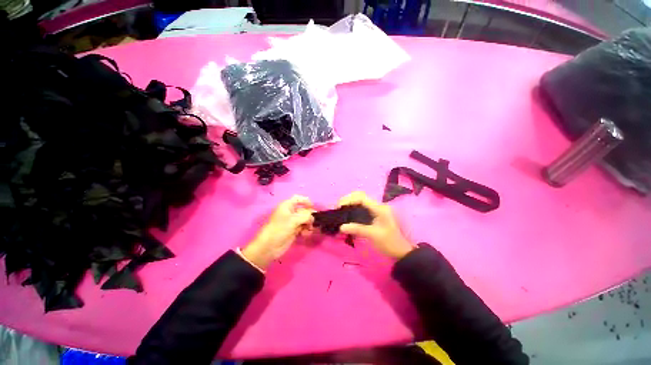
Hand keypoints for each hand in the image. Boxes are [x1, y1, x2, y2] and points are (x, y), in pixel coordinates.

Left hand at [242, 195, 314, 268]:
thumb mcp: (293, 220)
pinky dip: (306, 230)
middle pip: (303, 210)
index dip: (306, 201)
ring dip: (309, 224)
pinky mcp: (294, 231)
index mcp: (287, 206)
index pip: (298, 199)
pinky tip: (306, 234)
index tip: (313, 207)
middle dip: (309, 215)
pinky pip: (303, 227)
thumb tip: (313, 216)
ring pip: (305, 220)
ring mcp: (292, 222)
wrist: (270, 246)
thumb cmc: (280, 229)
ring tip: (309, 230)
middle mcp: (290, 212)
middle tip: (312, 222)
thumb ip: (306, 216)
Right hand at [338, 191, 414, 259]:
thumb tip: (341, 227)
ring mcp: (376, 209)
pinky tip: (348, 213)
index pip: (361, 197)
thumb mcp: (373, 235)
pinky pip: (361, 206)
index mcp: (379, 208)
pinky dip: (353, 207)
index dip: (349, 199)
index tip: (339, 206)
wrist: (401, 251)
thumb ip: (357, 229)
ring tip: (341, 209)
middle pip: (360, 196)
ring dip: (350, 202)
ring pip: (360, 200)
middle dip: (348, 199)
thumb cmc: (389, 242)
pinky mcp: (374, 214)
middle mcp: (377, 205)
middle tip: (338, 207)